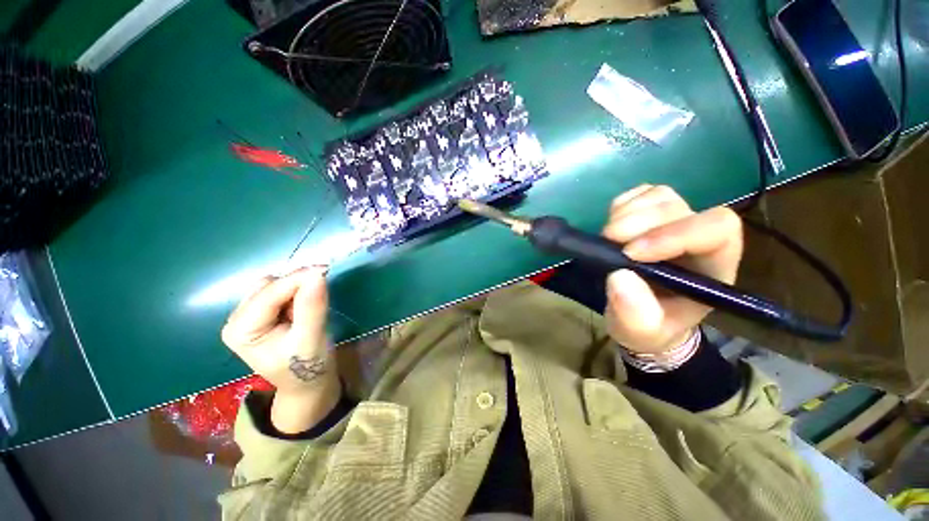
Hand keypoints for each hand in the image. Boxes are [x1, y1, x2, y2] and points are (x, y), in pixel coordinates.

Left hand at [222, 266, 340, 433]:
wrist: (307, 383)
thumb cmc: (308, 367)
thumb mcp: (312, 338)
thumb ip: (312, 307)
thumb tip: (318, 273)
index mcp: (241, 330)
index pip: (269, 293)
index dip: (298, 279)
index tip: (326, 269)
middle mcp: (237, 320)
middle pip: (268, 286)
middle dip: (296, 286)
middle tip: (319, 297)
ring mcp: (246, 316)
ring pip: (273, 285)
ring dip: (296, 290)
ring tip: (308, 309)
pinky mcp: (260, 314)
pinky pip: (278, 291)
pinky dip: (295, 293)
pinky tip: (302, 309)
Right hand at [602, 185, 742, 354]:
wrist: (639, 316)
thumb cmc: (649, 327)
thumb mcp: (641, 332)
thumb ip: (636, 313)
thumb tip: (619, 276)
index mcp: (712, 268)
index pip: (716, 230)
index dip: (675, 234)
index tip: (631, 253)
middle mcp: (698, 238)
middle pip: (680, 208)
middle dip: (640, 221)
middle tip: (608, 240)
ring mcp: (673, 222)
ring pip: (660, 196)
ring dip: (628, 212)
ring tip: (607, 236)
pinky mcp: (649, 215)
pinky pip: (640, 194)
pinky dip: (622, 205)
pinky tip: (611, 226)